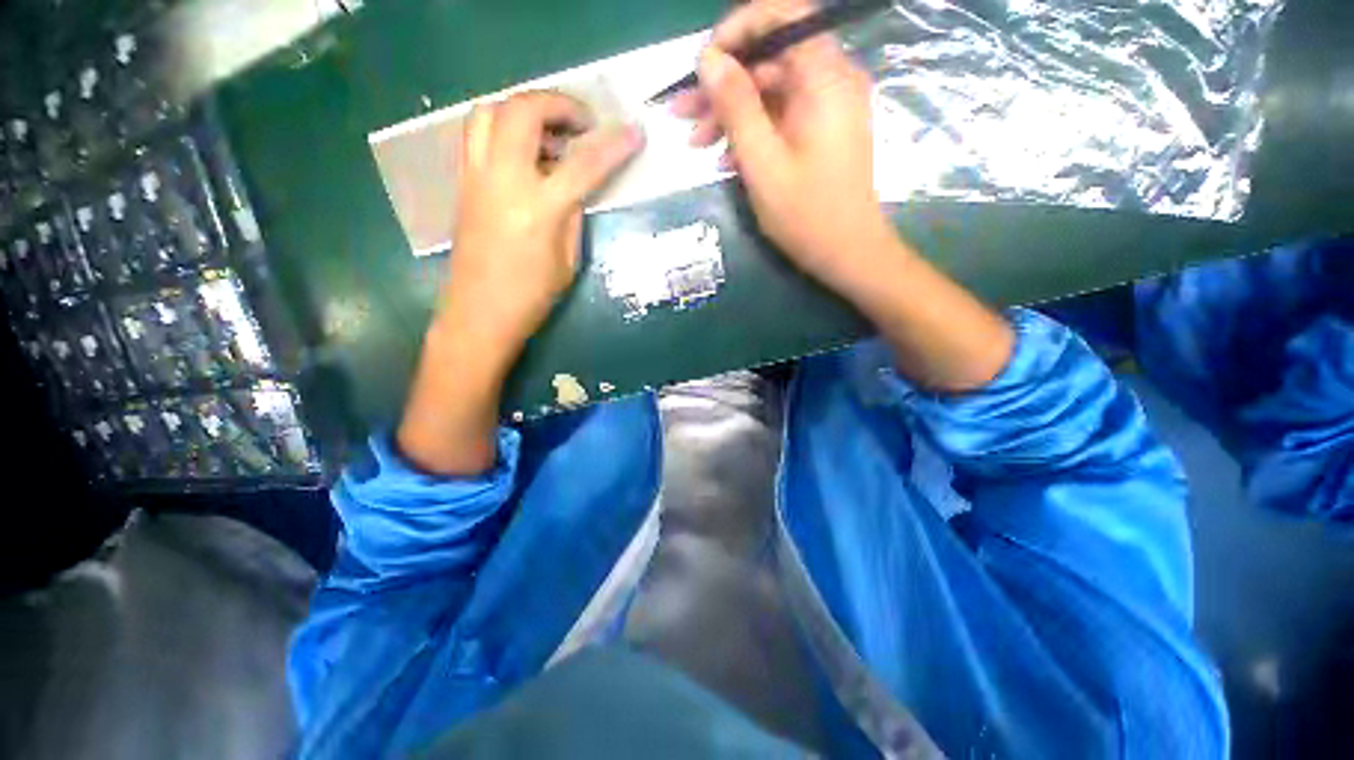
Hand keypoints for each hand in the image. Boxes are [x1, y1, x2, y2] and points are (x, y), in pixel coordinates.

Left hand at [399, 91, 640, 475]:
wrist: (479, 314)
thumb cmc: (531, 297)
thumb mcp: (568, 260)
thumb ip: (573, 215)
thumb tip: (577, 186)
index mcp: (538, 209)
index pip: (583, 164)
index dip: (612, 146)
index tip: (633, 132)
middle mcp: (503, 181)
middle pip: (523, 111)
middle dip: (558, 104)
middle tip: (582, 123)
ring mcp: (476, 178)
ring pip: (491, 111)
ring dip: (525, 108)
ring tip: (550, 132)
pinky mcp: (463, 183)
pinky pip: (479, 134)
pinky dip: (505, 127)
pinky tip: (525, 152)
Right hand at [674, 0, 895, 299]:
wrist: (847, 254)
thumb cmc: (807, 215)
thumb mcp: (763, 163)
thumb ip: (737, 107)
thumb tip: (709, 59)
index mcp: (825, 78)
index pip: (782, 17)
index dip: (737, 31)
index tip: (703, 64)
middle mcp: (829, 82)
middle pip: (769, 60)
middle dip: (722, 85)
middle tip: (681, 113)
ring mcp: (825, 109)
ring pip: (769, 92)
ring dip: (729, 115)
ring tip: (694, 142)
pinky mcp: (818, 133)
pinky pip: (779, 119)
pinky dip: (750, 134)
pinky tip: (723, 160)